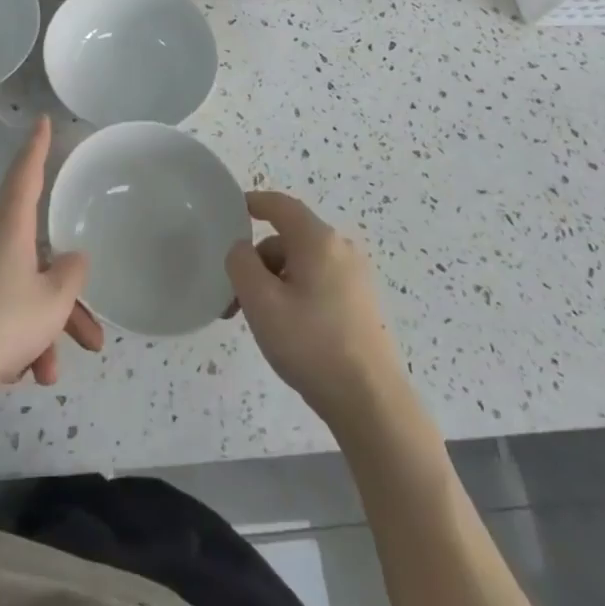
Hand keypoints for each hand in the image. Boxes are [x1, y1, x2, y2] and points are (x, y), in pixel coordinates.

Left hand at [0, 116, 103, 405]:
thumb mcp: (51, 303)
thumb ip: (71, 275)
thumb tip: (70, 259)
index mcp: (8, 228)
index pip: (26, 174)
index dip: (37, 147)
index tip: (41, 120)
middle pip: (35, 258)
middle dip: (64, 302)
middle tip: (91, 341)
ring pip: (17, 292)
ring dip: (40, 330)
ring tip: (48, 373)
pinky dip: (12, 338)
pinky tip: (18, 374)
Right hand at [226, 191, 405, 426]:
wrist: (371, 402)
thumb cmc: (311, 344)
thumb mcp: (261, 302)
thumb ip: (241, 264)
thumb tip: (242, 249)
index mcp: (318, 240)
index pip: (281, 206)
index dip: (255, 202)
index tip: (233, 210)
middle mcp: (341, 250)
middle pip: (289, 239)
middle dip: (258, 261)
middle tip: (235, 297)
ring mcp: (356, 278)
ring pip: (303, 265)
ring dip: (274, 282)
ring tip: (258, 321)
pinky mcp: (362, 305)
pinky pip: (319, 284)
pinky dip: (295, 294)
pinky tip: (287, 329)